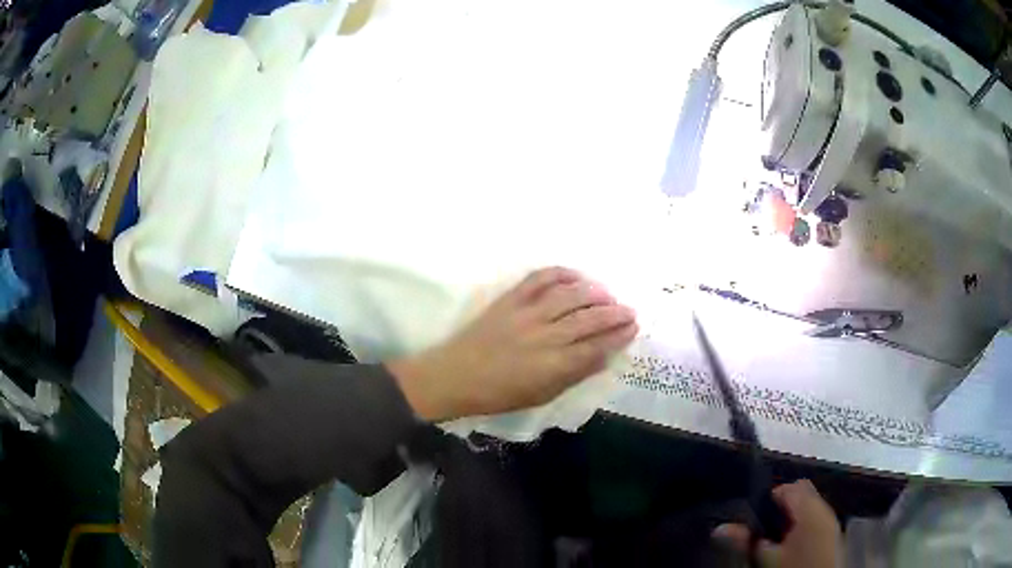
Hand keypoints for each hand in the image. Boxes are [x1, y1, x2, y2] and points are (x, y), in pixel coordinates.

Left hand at [387, 267, 637, 421]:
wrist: (455, 376)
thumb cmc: (498, 394)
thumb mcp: (541, 394)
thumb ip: (573, 375)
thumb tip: (602, 357)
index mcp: (554, 365)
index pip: (597, 346)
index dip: (619, 336)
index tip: (633, 327)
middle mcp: (545, 335)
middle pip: (589, 319)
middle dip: (614, 313)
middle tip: (629, 310)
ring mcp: (527, 313)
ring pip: (570, 296)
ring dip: (594, 292)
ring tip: (608, 294)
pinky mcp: (510, 299)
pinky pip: (540, 279)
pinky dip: (561, 273)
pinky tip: (576, 276)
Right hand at [713, 480, 841, 567]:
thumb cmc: (794, 567)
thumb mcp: (766, 557)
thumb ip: (745, 540)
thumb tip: (720, 528)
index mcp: (811, 507)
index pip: (789, 486)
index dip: (769, 499)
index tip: (755, 520)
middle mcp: (826, 507)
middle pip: (801, 494)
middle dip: (781, 510)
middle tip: (764, 533)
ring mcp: (832, 521)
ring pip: (809, 509)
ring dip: (791, 521)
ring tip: (776, 544)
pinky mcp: (833, 535)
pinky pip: (816, 521)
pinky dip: (802, 529)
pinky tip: (791, 549)